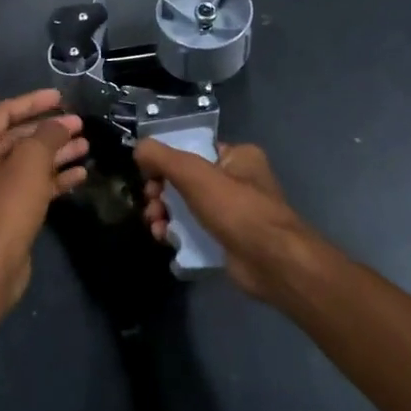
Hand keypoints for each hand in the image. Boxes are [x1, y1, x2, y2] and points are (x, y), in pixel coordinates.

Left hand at [0, 90, 88, 306]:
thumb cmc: (8, 203)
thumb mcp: (31, 160)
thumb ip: (48, 134)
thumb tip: (61, 124)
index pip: (5, 112)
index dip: (33, 101)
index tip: (61, 97)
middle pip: (19, 137)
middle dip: (50, 129)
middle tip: (79, 124)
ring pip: (31, 162)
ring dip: (57, 152)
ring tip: (86, 145)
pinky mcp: (11, 210)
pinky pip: (36, 185)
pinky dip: (56, 177)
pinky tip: (81, 173)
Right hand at [134, 140, 314, 300]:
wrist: (272, 262)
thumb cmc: (237, 209)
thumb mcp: (195, 175)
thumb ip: (163, 158)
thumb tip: (138, 148)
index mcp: (238, 156)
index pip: (194, 149)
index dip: (166, 160)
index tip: (147, 176)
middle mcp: (238, 180)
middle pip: (185, 179)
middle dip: (161, 192)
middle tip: (151, 205)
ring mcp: (233, 212)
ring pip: (187, 206)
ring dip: (165, 214)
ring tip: (156, 227)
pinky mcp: (227, 239)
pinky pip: (194, 230)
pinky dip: (178, 233)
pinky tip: (166, 240)